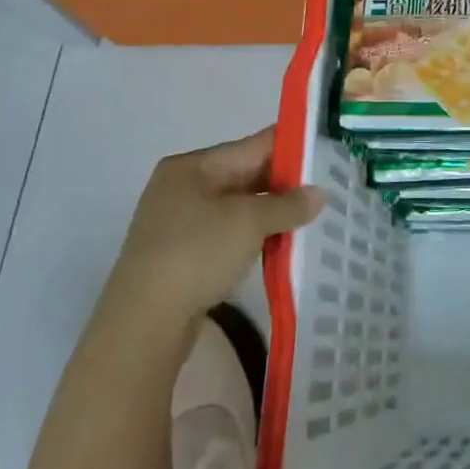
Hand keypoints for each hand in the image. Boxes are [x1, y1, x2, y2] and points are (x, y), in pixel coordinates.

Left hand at [103, 129, 320, 330]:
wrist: (144, 323)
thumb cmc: (197, 254)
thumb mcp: (249, 222)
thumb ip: (288, 204)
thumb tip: (319, 193)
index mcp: (192, 166)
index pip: (251, 146)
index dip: (290, 147)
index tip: (325, 150)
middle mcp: (181, 186)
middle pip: (243, 175)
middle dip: (283, 184)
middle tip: (325, 188)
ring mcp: (177, 222)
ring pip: (236, 206)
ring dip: (270, 212)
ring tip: (309, 218)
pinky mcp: (180, 254)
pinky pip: (226, 232)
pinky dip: (252, 235)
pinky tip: (278, 244)